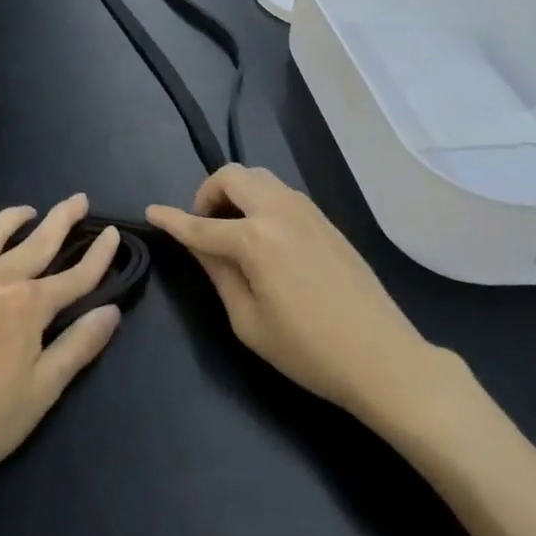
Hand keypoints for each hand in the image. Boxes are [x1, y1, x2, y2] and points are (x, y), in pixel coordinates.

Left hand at [0, 194, 122, 479]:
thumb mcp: (40, 391)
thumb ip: (77, 347)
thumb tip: (111, 311)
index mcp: (30, 305)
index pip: (75, 275)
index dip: (98, 256)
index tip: (113, 233)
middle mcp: (0, 278)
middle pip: (39, 241)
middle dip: (63, 219)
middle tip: (78, 199)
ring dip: (17, 218)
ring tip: (31, 209)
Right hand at [146, 166, 464, 441]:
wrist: (385, 359)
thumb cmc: (309, 351)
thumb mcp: (248, 322)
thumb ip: (218, 274)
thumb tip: (199, 244)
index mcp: (254, 239)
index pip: (200, 225)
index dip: (172, 219)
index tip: (151, 212)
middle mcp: (278, 212)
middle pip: (231, 177)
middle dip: (207, 194)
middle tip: (204, 226)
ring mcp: (306, 211)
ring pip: (258, 177)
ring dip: (236, 192)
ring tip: (232, 228)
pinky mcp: (325, 219)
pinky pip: (281, 192)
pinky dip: (260, 199)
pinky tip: (264, 234)